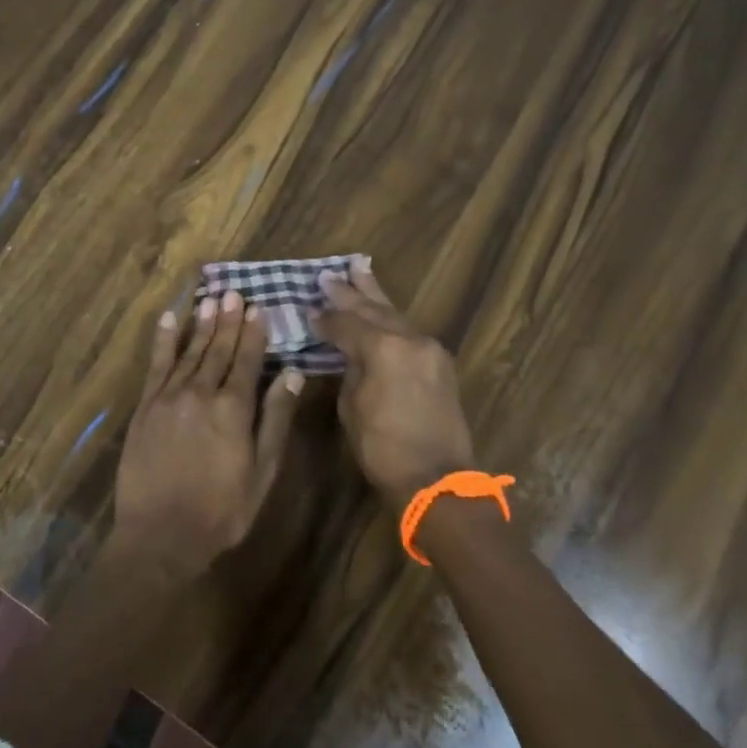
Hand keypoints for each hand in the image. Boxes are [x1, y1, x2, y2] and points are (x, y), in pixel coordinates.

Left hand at [112, 290, 302, 575]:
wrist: (161, 535)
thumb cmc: (221, 510)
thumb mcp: (263, 471)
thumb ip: (276, 419)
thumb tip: (294, 374)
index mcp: (234, 409)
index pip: (247, 360)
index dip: (254, 333)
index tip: (258, 308)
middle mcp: (201, 393)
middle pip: (218, 349)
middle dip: (228, 320)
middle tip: (234, 292)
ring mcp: (169, 398)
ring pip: (189, 351)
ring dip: (201, 323)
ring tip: (210, 298)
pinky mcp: (145, 408)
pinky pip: (156, 366)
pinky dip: (163, 341)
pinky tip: (169, 320)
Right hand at [312, 258, 475, 511]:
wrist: (437, 478)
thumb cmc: (383, 448)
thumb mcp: (353, 407)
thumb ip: (350, 369)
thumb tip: (348, 352)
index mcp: (383, 348)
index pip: (346, 323)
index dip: (324, 319)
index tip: (307, 310)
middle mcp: (409, 338)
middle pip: (373, 308)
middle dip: (350, 291)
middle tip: (329, 273)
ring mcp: (429, 348)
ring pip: (395, 314)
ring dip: (375, 295)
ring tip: (359, 268)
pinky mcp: (439, 362)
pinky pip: (409, 331)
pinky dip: (391, 318)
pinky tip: (381, 310)